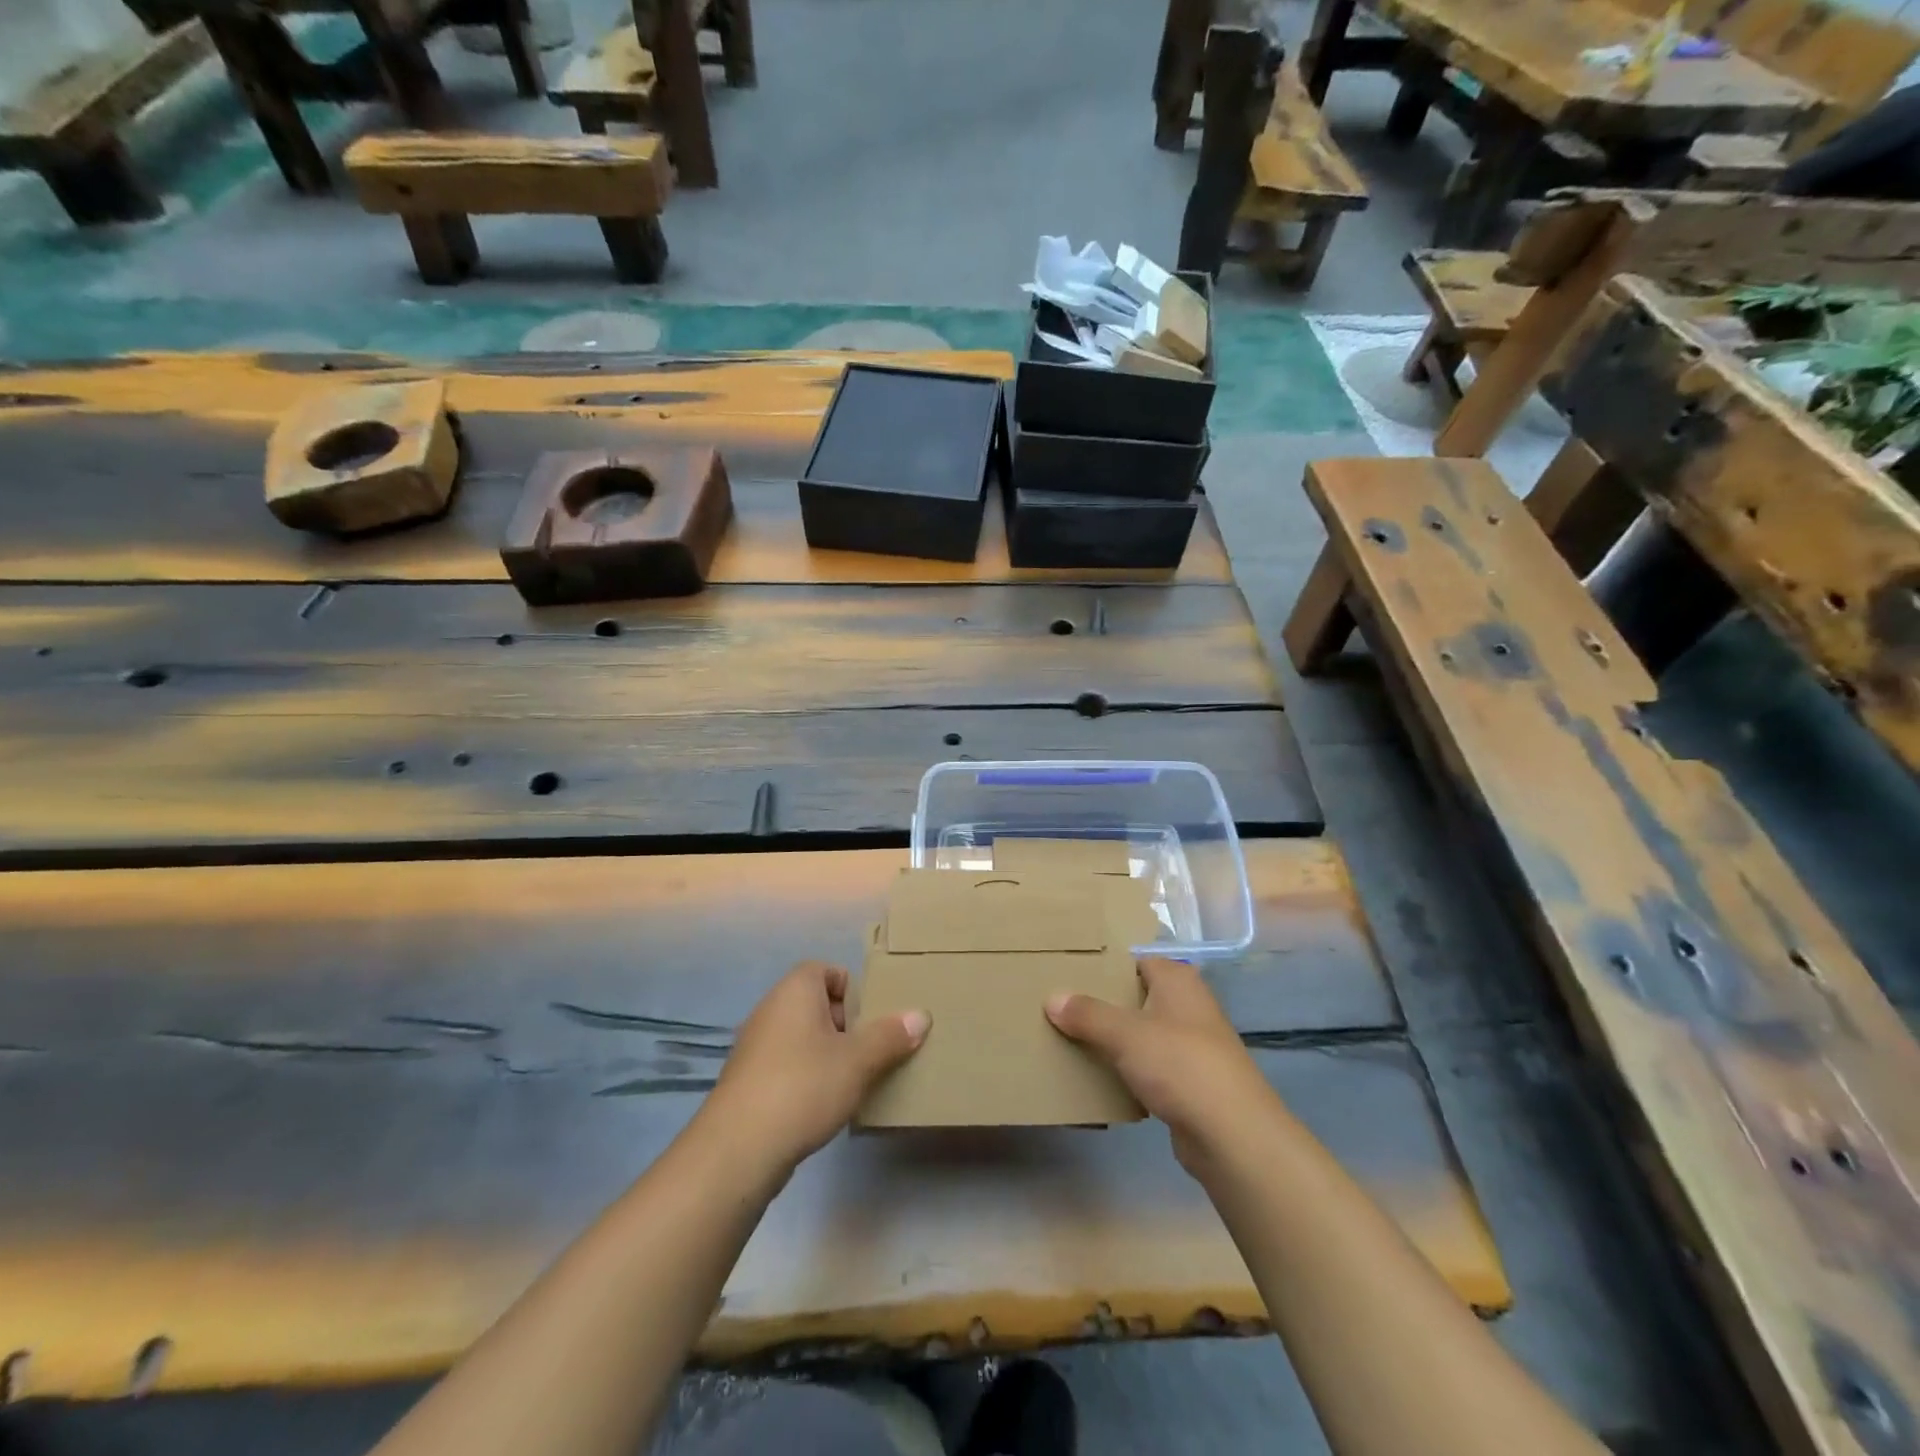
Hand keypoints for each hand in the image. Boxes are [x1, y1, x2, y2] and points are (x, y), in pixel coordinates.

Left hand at [699, 961, 928, 1176]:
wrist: (738, 1150)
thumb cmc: (803, 1086)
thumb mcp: (858, 1060)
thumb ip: (890, 1036)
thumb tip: (920, 1015)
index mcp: (795, 990)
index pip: (827, 970)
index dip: (853, 989)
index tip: (874, 1018)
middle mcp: (771, 1009)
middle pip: (816, 1004)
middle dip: (846, 1025)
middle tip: (872, 1050)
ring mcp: (755, 1046)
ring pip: (802, 1037)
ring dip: (828, 1054)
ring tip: (855, 1080)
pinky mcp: (748, 1081)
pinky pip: (787, 1065)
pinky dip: (807, 1077)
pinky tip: (824, 1105)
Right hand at [1046, 958, 1276, 1178]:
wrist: (1232, 1135)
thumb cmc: (1180, 1065)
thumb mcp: (1125, 1034)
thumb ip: (1087, 1014)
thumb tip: (1052, 998)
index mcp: (1177, 980)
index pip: (1132, 960)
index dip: (1101, 966)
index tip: (1066, 973)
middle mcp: (1187, 1004)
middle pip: (1134, 997)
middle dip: (1100, 1004)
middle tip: (1058, 1007)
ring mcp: (1191, 1044)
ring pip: (1140, 1034)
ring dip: (1111, 1040)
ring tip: (1068, 1040)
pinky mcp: (1189, 1082)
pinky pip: (1148, 1067)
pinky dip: (1126, 1071)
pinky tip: (1097, 1079)